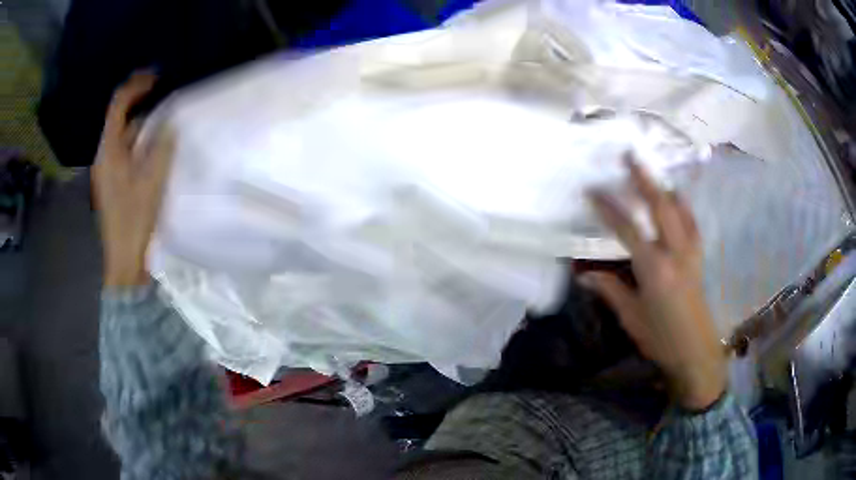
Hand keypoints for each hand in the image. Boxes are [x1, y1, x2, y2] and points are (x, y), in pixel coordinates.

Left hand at [92, 73, 173, 286]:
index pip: (118, 106)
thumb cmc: (134, 220)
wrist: (124, 260)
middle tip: (163, 95)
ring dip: (141, 124)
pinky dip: (138, 143)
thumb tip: (168, 124)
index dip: (136, 86)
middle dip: (139, 103)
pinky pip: (124, 153)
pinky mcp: (112, 183)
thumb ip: (160, 147)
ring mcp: (106, 171)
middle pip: (119, 119)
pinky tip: (152, 149)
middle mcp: (104, 157)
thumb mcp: (151, 181)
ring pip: (123, 137)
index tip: (156, 78)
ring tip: (163, 120)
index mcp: (109, 151)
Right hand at [582, 158, 726, 409]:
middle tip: (630, 156)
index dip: (609, 208)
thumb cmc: (661, 338)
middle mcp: (675, 252)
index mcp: (654, 268)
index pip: (628, 229)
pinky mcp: (699, 258)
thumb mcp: (632, 317)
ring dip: (664, 188)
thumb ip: (611, 290)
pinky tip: (678, 201)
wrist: (696, 352)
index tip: (592, 191)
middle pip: (660, 206)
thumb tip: (585, 274)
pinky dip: (684, 207)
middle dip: (644, 179)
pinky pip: (693, 224)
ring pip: (680, 210)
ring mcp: (691, 253)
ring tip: (652, 173)